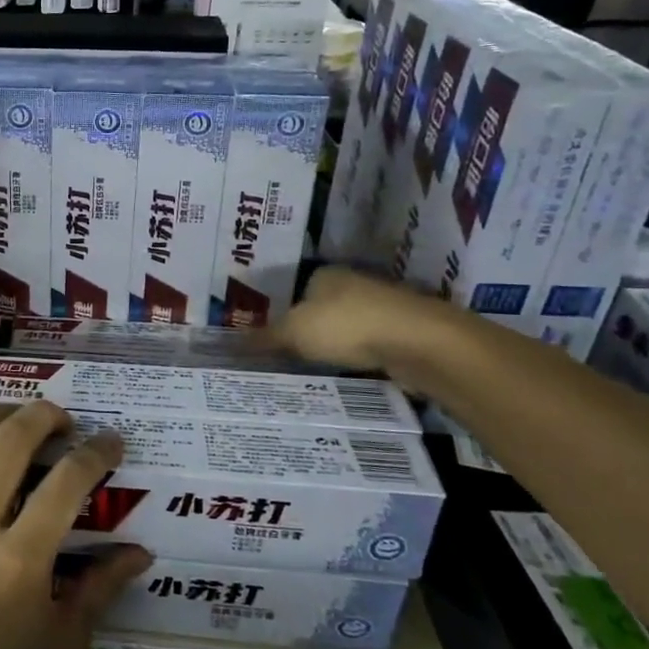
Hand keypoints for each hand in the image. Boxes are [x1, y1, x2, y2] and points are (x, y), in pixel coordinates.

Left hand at [0, 402, 151, 648]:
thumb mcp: (64, 646)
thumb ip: (101, 586)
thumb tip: (139, 550)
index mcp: (20, 563)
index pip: (67, 482)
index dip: (96, 453)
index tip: (111, 441)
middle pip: (10, 443)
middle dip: (43, 416)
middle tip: (64, 419)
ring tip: (16, 416)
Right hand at [272, 267, 458, 375]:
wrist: (420, 344)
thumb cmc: (347, 326)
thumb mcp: (293, 333)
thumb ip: (263, 339)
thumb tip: (228, 344)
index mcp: (324, 274)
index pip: (295, 291)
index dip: (282, 313)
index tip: (271, 339)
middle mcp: (354, 283)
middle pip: (322, 309)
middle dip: (309, 331)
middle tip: (287, 358)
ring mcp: (383, 307)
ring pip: (349, 328)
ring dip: (337, 346)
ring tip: (314, 371)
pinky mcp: (404, 333)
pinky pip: (371, 347)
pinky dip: (360, 359)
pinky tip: (348, 375)